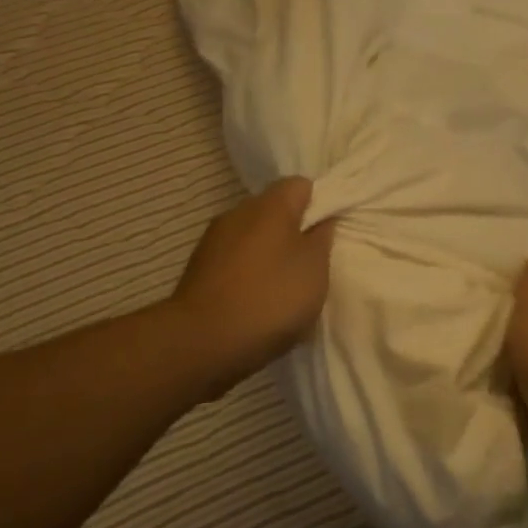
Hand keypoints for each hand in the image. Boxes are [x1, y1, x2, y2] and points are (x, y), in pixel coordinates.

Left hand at [167, 177, 334, 391]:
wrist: (201, 342)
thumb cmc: (270, 298)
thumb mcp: (314, 269)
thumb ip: (322, 238)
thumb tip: (321, 220)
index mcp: (270, 205)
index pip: (301, 185)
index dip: (319, 204)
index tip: (329, 234)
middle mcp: (238, 212)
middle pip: (275, 211)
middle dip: (294, 232)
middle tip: (312, 264)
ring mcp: (214, 241)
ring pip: (253, 238)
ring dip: (270, 255)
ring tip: (285, 289)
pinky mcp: (199, 269)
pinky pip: (234, 262)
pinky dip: (249, 275)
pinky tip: (258, 304)